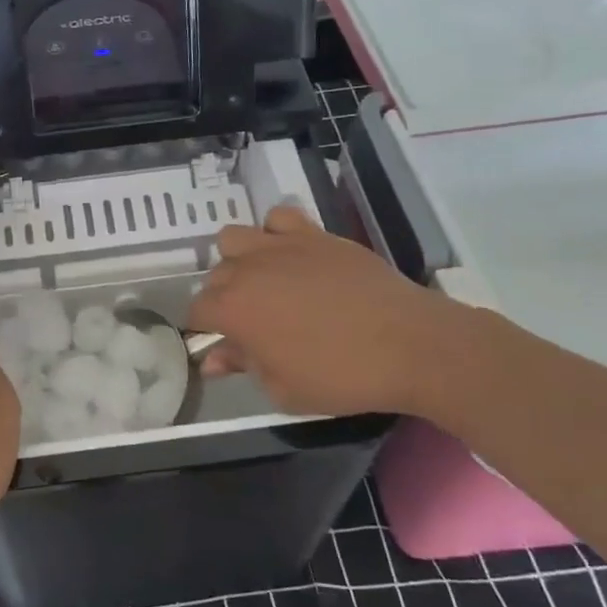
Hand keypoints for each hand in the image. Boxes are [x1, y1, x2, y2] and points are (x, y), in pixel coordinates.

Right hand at [186, 204, 467, 418]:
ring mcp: (281, 246)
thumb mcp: (282, 387)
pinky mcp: (315, 234)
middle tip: (250, 323)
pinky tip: (292, 256)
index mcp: (234, 310)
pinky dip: (276, 233)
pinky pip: (279, 218)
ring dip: (239, 260)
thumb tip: (213, 359)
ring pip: (234, 238)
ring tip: (263, 282)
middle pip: (215, 276)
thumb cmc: (341, 376)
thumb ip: (242, 365)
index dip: (204, 330)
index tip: (221, 345)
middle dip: (222, 299)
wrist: (410, 345)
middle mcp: (248, 269)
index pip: (196, 312)